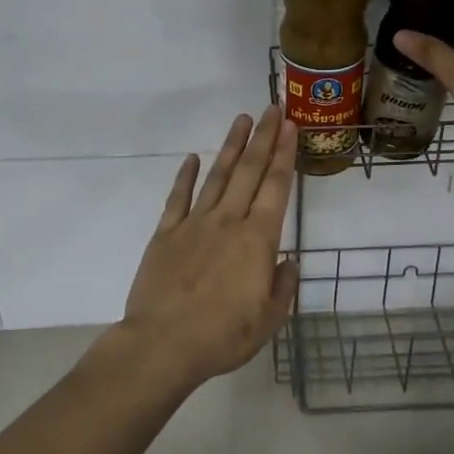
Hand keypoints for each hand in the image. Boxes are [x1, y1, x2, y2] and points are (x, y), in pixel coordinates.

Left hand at [119, 107, 299, 386]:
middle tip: (272, 108)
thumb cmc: (222, 336)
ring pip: (217, 176)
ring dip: (231, 146)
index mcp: (257, 240)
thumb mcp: (269, 320)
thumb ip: (283, 286)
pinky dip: (186, 176)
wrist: (162, 345)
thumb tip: (288, 261)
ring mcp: (194, 224)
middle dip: (264, 137)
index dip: (285, 154)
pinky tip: (193, 158)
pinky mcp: (166, 234)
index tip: (291, 127)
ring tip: (241, 119)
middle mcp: (228, 221)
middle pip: (249, 171)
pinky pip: (178, 197)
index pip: (276, 187)